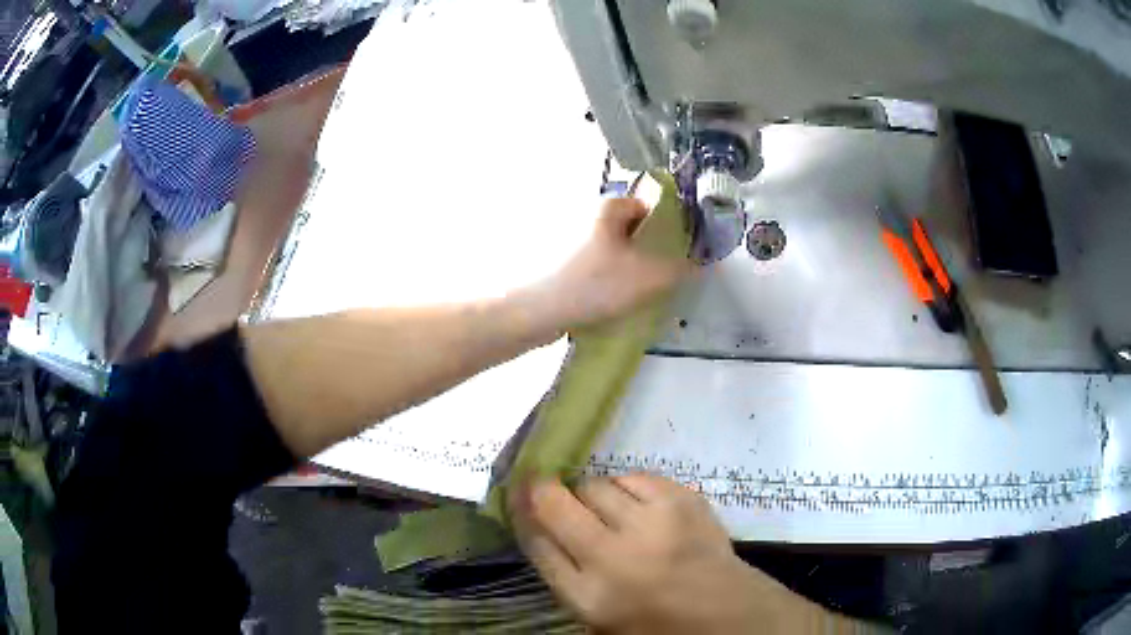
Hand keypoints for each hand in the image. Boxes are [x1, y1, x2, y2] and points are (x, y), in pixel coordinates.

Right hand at [510, 474, 821, 633]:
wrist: (727, 612)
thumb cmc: (656, 623)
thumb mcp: (597, 617)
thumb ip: (564, 574)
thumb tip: (538, 524)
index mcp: (588, 596)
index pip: (536, 543)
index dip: (521, 513)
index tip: (515, 495)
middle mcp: (613, 557)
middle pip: (556, 505)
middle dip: (544, 491)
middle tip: (548, 489)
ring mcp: (652, 524)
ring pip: (596, 485)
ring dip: (592, 495)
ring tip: (607, 510)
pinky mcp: (682, 499)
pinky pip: (634, 477)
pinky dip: (627, 487)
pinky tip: (637, 505)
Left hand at [535, 197, 690, 329]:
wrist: (533, 311)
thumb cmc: (591, 285)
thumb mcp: (645, 278)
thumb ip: (678, 270)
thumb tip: (699, 265)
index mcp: (606, 207)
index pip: (646, 208)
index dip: (663, 231)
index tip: (670, 258)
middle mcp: (585, 214)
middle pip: (628, 231)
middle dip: (644, 254)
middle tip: (654, 280)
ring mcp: (566, 238)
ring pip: (609, 251)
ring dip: (623, 270)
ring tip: (632, 296)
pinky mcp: (555, 262)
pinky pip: (590, 267)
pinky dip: (601, 280)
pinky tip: (606, 302)